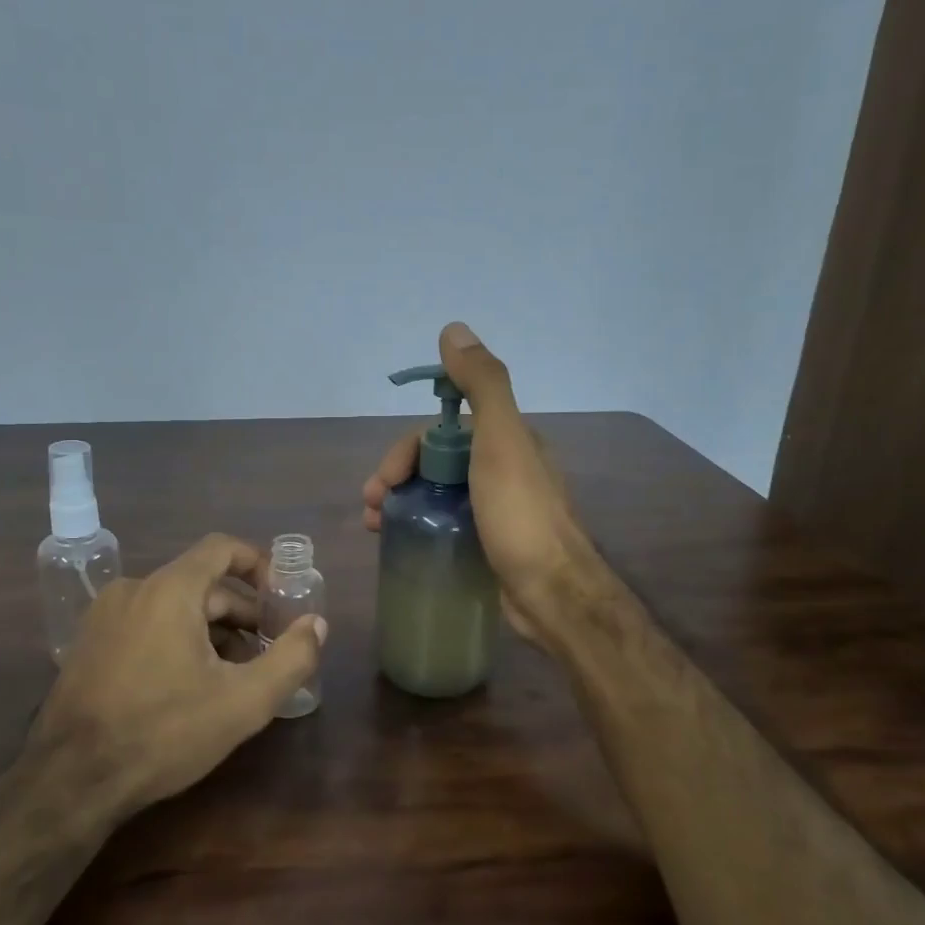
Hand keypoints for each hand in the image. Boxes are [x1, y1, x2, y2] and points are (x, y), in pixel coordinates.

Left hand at [30, 534, 326, 813]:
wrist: (69, 784)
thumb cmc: (163, 733)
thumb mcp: (243, 702)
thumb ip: (291, 658)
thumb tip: (317, 625)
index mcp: (169, 591)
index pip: (222, 548)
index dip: (259, 564)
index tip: (282, 597)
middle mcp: (133, 590)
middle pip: (202, 584)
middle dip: (242, 614)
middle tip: (268, 652)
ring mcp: (105, 617)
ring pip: (174, 607)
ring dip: (211, 632)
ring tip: (234, 676)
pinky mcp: (88, 645)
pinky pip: (147, 625)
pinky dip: (178, 641)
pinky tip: (190, 686)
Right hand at [363, 322, 592, 641]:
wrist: (553, 596)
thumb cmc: (521, 516)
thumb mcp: (502, 441)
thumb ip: (483, 385)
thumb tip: (454, 329)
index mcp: (509, 440)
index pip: (444, 431)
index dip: (408, 448)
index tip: (385, 478)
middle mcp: (504, 469)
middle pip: (438, 461)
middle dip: (398, 475)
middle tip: (372, 506)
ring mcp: (498, 509)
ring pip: (439, 492)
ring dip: (402, 500)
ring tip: (375, 527)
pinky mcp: (491, 543)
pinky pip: (447, 522)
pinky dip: (420, 524)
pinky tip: (401, 542)